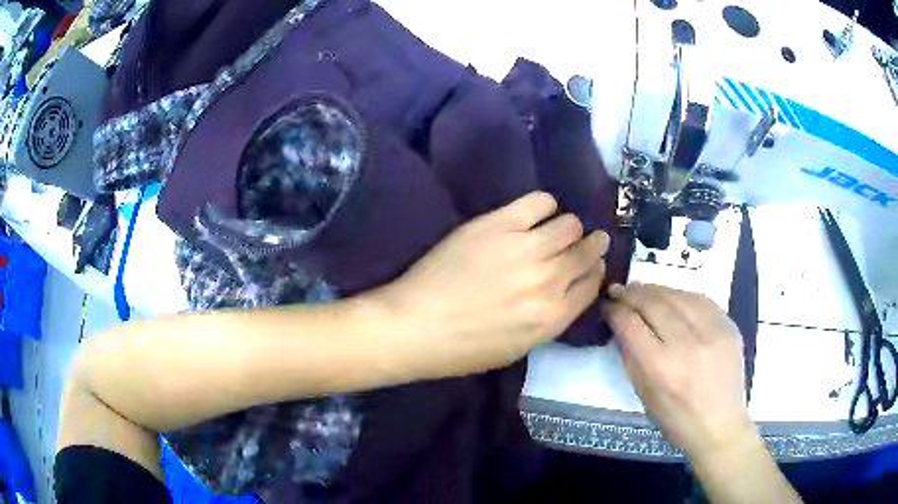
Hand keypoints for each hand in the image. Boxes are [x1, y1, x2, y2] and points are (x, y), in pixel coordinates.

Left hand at [382, 192, 609, 378]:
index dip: (594, 270)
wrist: (415, 326)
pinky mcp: (498, 224)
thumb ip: (549, 319)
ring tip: (554, 229)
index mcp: (554, 316)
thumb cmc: (463, 348)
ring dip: (567, 227)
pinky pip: (539, 202)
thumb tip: (564, 290)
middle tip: (585, 240)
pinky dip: (544, 205)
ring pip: (569, 224)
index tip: (589, 264)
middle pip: (586, 251)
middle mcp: (548, 280)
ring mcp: (525, 248)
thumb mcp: (518, 348)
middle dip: (591, 245)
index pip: (592, 283)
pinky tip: (537, 212)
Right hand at [602, 284, 756, 461]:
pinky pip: (700, 299)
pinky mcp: (728, 325)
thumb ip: (631, 356)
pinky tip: (672, 296)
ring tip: (641, 290)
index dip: (614, 310)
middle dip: (632, 293)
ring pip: (677, 295)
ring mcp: (711, 331)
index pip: (630, 324)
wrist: (720, 424)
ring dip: (655, 290)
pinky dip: (681, 294)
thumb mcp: (644, 394)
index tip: (606, 305)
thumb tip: (620, 324)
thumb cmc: (676, 419)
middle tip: (619, 289)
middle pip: (653, 303)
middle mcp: (686, 343)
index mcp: (660, 367)